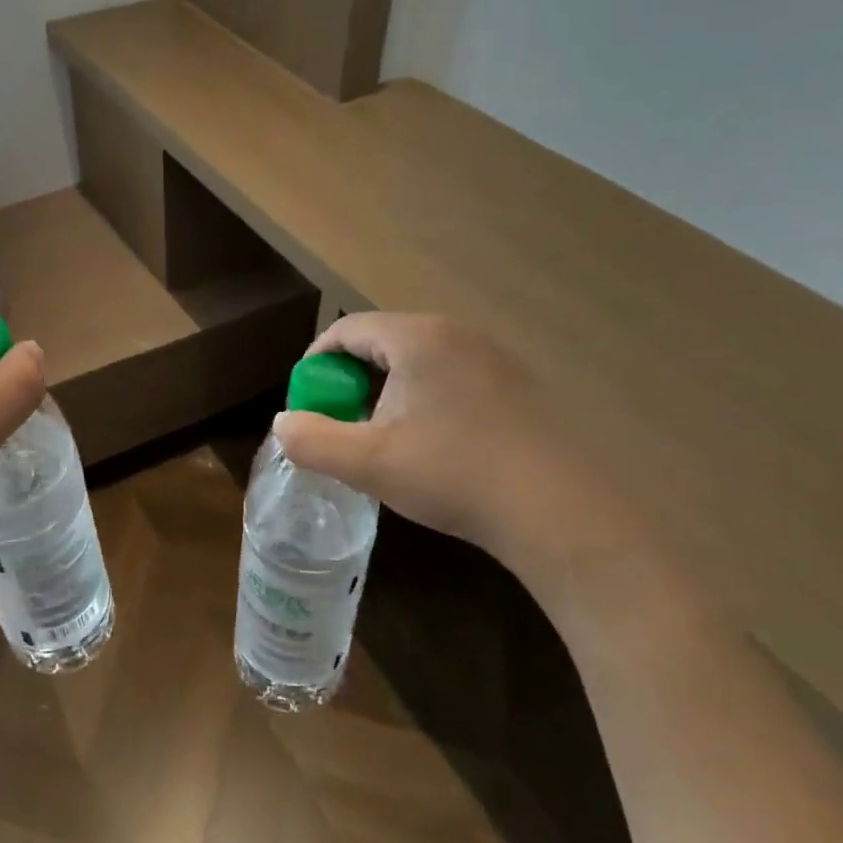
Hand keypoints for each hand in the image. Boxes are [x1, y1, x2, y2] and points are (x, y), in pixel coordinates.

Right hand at [273, 313, 615, 596]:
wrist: (559, 513)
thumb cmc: (454, 475)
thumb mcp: (368, 463)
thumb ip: (312, 440)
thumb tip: (283, 424)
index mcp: (417, 338)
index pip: (347, 329)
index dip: (316, 362)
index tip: (307, 402)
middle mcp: (456, 334)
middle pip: (382, 341)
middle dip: (351, 378)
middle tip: (341, 421)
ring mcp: (493, 358)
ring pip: (418, 360)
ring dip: (387, 390)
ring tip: (382, 435)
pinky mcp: (517, 386)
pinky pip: (451, 376)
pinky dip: (424, 398)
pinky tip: (432, 443)